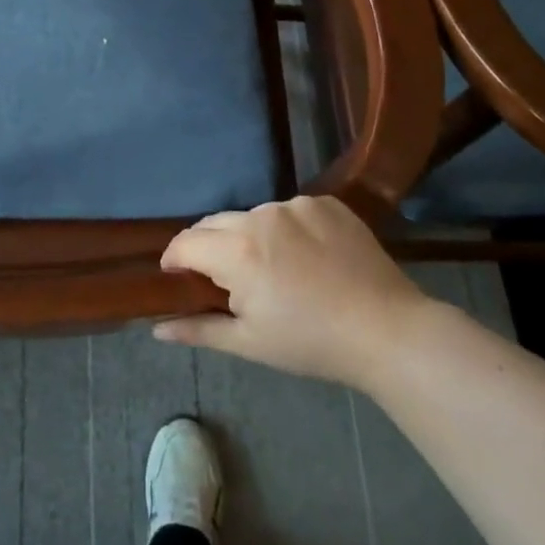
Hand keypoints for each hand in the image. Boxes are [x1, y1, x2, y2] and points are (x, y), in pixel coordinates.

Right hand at [154, 196, 430, 389]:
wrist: (387, 330)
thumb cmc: (311, 342)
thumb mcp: (250, 342)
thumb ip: (199, 329)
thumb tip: (157, 328)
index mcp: (237, 251)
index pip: (185, 243)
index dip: (174, 260)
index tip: (177, 278)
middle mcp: (261, 216)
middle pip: (215, 223)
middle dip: (209, 248)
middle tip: (224, 280)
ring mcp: (296, 204)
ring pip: (253, 215)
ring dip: (249, 237)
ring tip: (273, 270)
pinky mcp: (326, 202)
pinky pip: (289, 210)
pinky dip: (286, 229)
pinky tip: (306, 257)